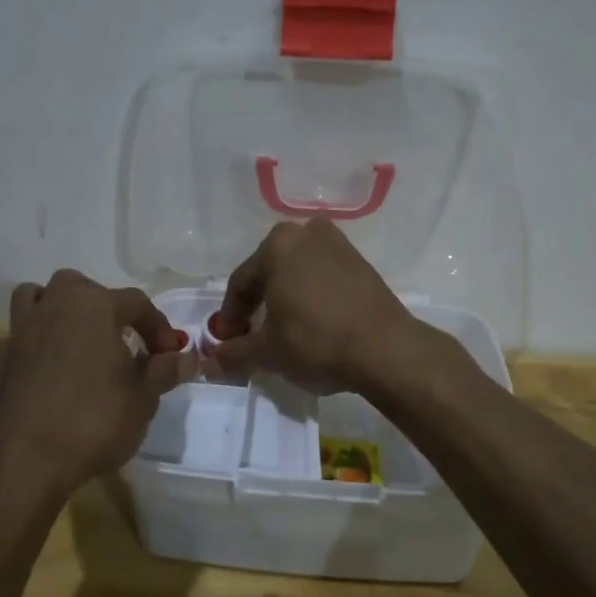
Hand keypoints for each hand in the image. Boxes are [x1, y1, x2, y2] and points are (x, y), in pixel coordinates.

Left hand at [0, 271, 191, 491]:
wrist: (29, 460)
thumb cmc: (95, 421)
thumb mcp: (144, 398)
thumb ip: (164, 371)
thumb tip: (186, 358)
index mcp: (96, 306)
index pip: (137, 303)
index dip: (157, 326)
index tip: (169, 354)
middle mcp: (56, 306)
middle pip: (82, 287)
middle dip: (104, 306)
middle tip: (121, 339)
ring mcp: (21, 330)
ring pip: (37, 297)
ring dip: (56, 308)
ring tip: (75, 337)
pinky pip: (17, 337)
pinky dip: (32, 344)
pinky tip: (44, 368)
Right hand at [211, 219, 421, 393]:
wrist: (386, 349)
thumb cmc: (316, 341)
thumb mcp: (267, 352)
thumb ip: (234, 354)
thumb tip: (209, 362)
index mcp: (278, 245)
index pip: (241, 283)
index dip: (230, 317)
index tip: (227, 343)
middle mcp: (307, 234)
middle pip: (270, 272)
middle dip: (258, 304)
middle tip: (252, 335)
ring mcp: (339, 246)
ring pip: (298, 273)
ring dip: (286, 299)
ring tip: (283, 331)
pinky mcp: (362, 265)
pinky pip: (324, 278)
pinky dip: (313, 297)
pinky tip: (314, 324)